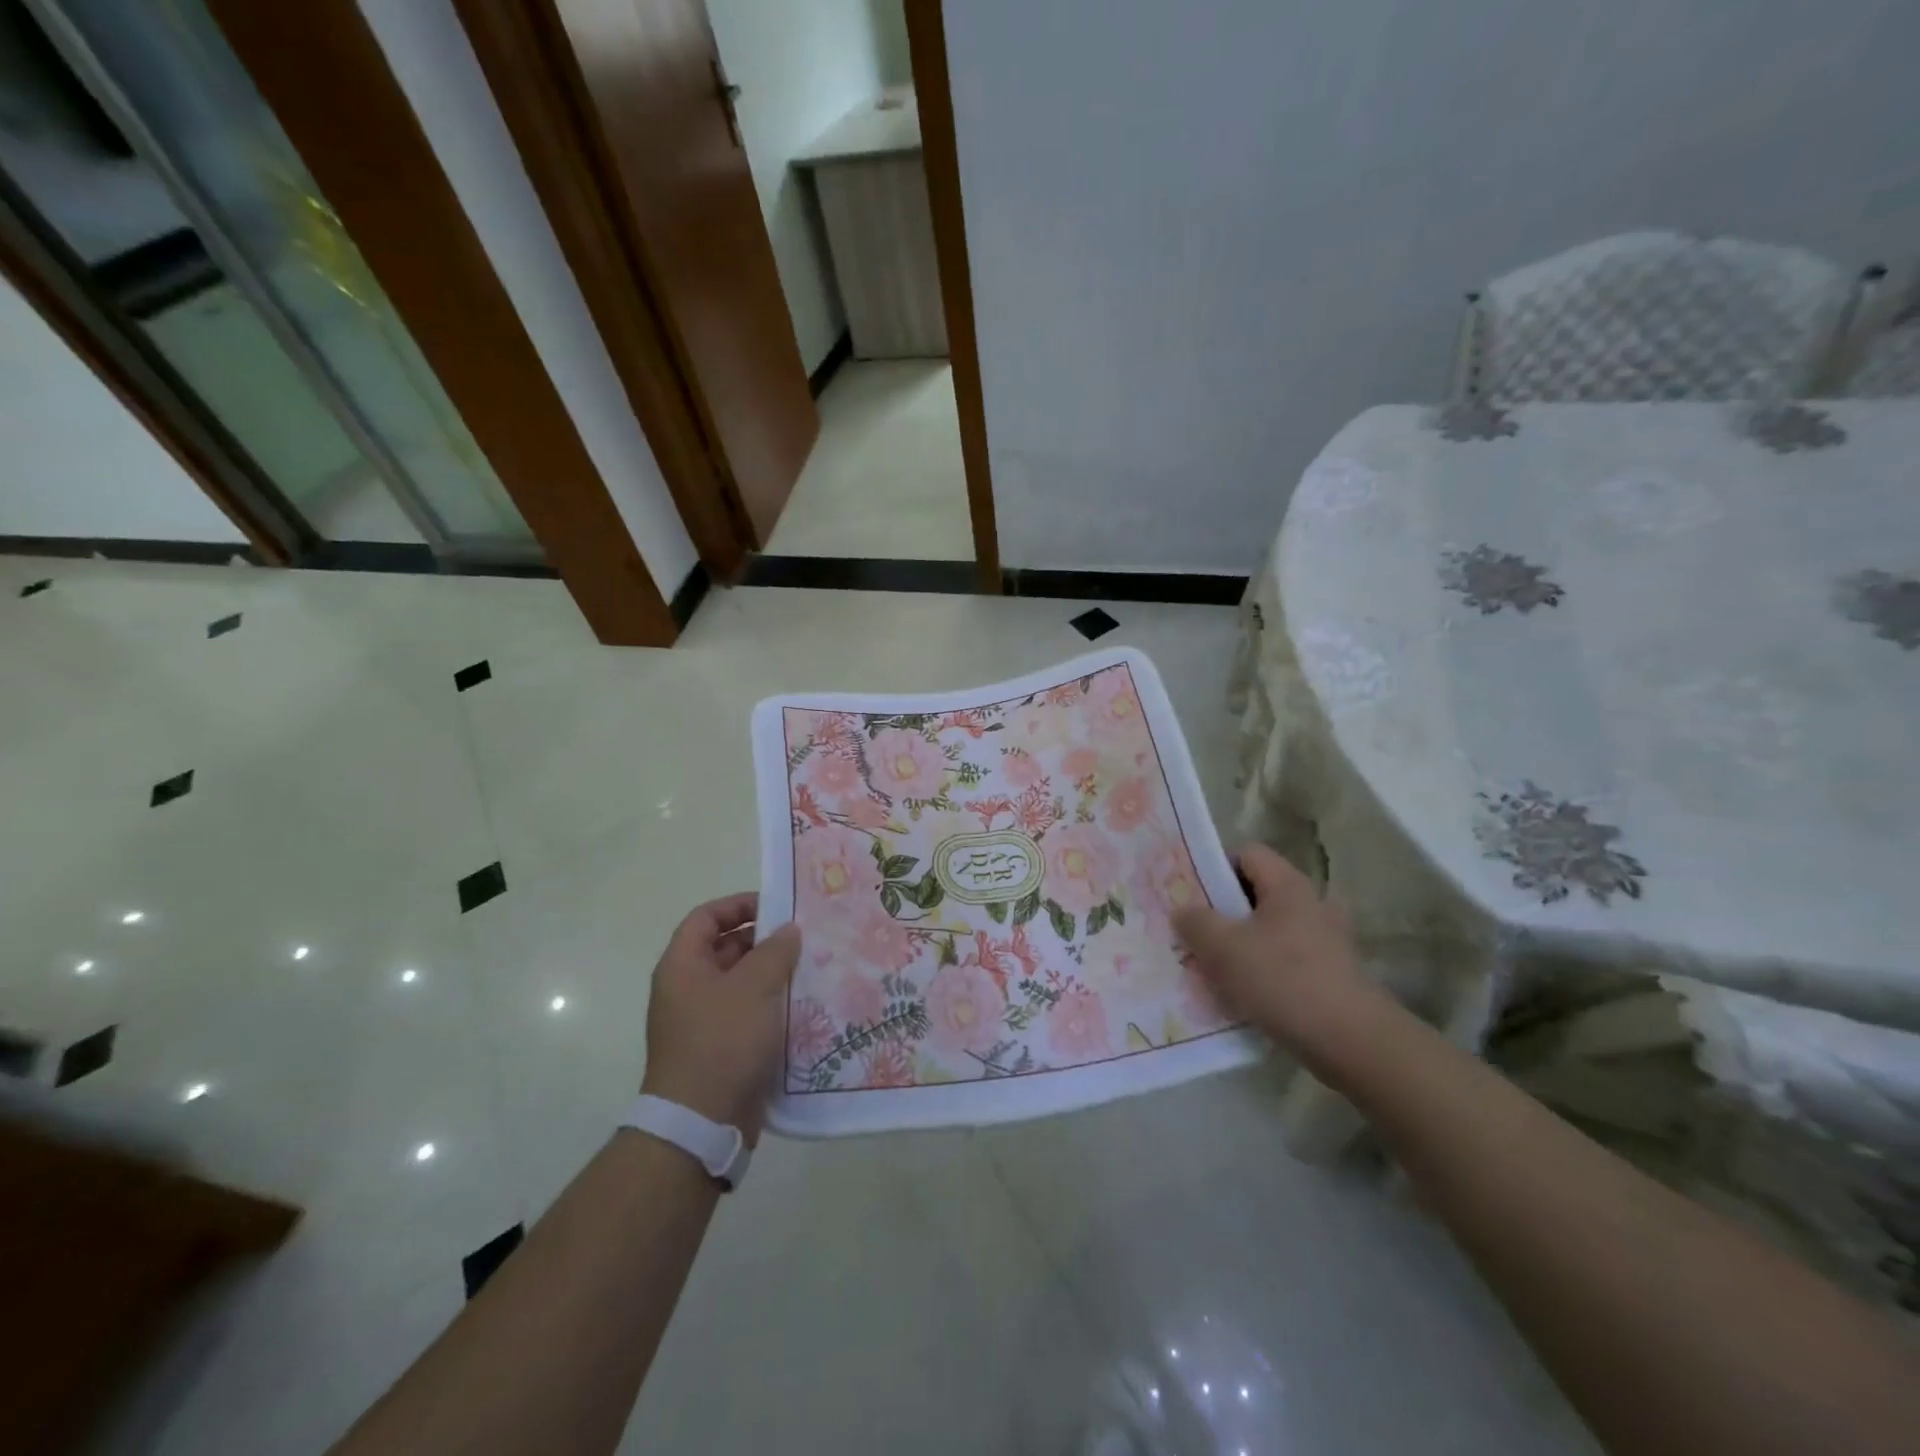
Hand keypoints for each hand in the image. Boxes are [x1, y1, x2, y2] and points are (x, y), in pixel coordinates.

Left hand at [640, 893, 800, 1142]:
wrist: (700, 1122)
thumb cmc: (723, 1041)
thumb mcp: (755, 986)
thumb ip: (775, 951)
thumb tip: (788, 931)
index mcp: (682, 966)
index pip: (706, 917)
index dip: (739, 904)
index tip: (776, 907)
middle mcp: (686, 988)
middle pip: (725, 948)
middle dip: (763, 940)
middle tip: (803, 938)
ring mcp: (701, 1020)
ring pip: (740, 982)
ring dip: (772, 973)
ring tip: (810, 968)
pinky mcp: (718, 1047)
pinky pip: (746, 1012)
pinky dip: (770, 1004)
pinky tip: (802, 1005)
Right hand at [1173, 843, 1380, 1065]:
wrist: (1351, 1041)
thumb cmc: (1283, 980)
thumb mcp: (1223, 948)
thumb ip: (1195, 922)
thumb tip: (1183, 911)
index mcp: (1288, 885)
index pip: (1246, 853)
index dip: (1215, 868)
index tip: (1192, 896)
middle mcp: (1311, 903)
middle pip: (1256, 893)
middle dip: (1222, 912)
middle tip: (1195, 933)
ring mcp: (1325, 939)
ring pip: (1268, 929)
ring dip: (1240, 945)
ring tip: (1213, 968)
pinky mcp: (1331, 972)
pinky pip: (1285, 959)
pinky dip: (1262, 970)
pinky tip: (1243, 994)